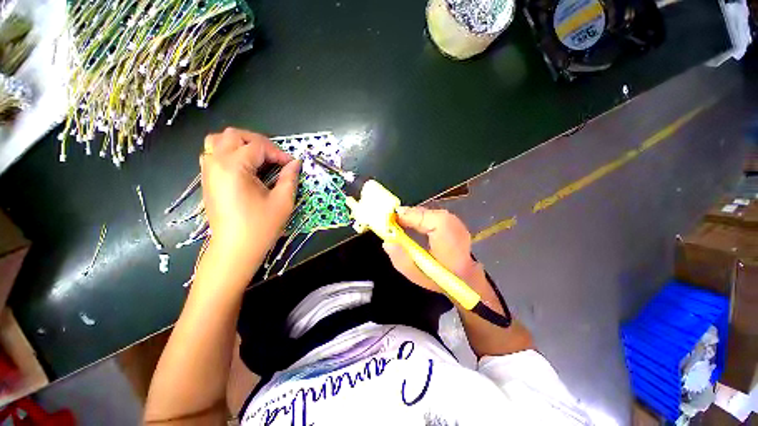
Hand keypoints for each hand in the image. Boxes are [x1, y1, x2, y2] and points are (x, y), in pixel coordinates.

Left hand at [200, 128, 299, 263]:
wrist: (235, 248)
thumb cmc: (260, 226)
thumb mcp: (282, 201)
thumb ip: (290, 178)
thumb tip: (295, 163)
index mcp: (234, 167)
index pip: (258, 146)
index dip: (278, 153)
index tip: (291, 165)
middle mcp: (216, 164)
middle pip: (234, 135)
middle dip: (258, 142)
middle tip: (274, 157)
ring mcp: (208, 171)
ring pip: (218, 141)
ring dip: (240, 143)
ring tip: (257, 157)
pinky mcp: (207, 180)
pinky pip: (213, 154)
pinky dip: (228, 152)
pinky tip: (244, 167)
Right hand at [383, 207, 481, 294]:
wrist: (466, 280)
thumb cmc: (441, 279)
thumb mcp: (417, 274)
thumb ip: (401, 259)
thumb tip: (388, 241)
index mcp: (444, 232)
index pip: (420, 216)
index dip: (404, 217)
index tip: (389, 221)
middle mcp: (451, 221)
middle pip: (423, 212)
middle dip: (407, 216)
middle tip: (393, 223)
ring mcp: (454, 220)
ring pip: (427, 213)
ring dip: (413, 218)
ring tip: (401, 225)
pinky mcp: (453, 222)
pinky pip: (432, 215)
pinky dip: (421, 219)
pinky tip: (414, 227)